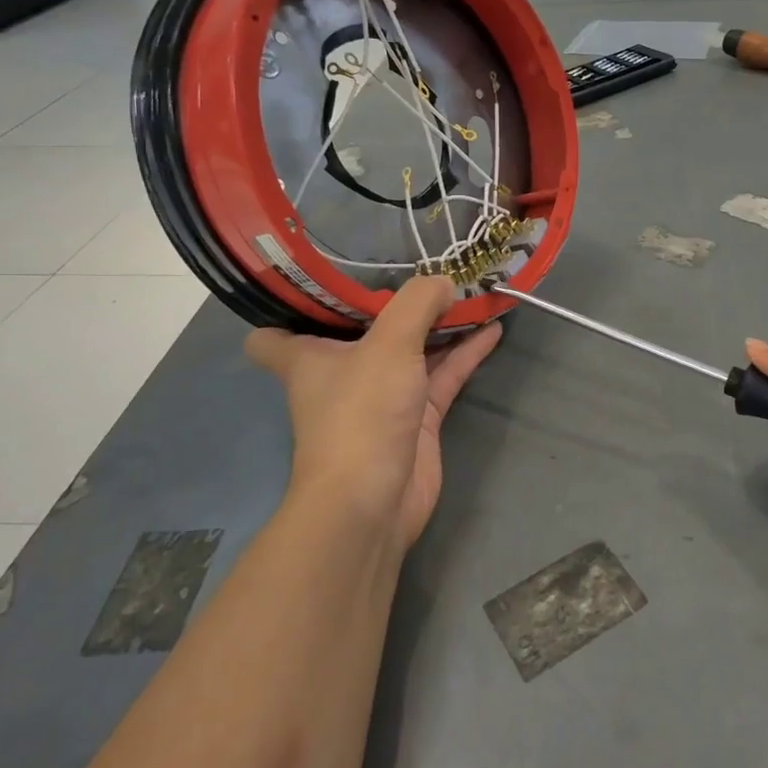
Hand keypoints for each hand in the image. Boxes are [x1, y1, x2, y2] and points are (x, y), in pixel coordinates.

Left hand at [246, 278, 501, 548]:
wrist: (374, 502)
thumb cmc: (361, 414)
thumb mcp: (388, 344)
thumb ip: (417, 304)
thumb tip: (443, 281)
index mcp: (308, 357)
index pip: (274, 334)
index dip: (291, 308)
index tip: (323, 278)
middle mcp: (342, 373)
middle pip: (361, 330)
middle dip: (391, 301)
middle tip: (425, 264)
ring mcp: (382, 397)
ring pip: (411, 350)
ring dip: (438, 325)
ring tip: (471, 290)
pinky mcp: (417, 418)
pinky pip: (443, 375)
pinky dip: (466, 353)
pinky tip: (493, 327)